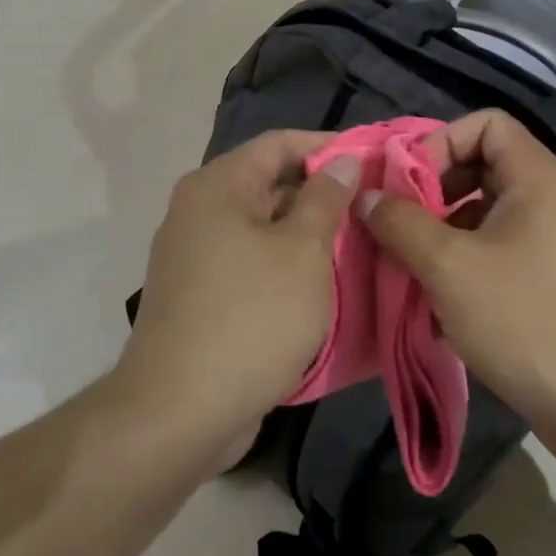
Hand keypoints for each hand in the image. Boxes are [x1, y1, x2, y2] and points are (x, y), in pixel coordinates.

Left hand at [119, 131, 361, 438]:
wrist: (180, 412)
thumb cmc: (251, 318)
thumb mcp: (303, 252)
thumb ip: (326, 199)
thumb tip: (343, 160)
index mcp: (218, 187)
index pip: (280, 144)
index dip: (329, 146)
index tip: (375, 161)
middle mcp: (199, 211)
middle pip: (270, 183)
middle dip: (323, 194)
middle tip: (376, 207)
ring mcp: (196, 255)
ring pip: (263, 227)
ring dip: (308, 233)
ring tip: (361, 243)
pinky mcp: (201, 294)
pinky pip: (252, 262)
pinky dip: (286, 265)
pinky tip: (324, 282)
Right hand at [357, 109, 555, 459]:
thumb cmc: (526, 321)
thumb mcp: (450, 267)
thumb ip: (401, 223)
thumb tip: (366, 196)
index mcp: (536, 178)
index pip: (484, 123)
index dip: (439, 142)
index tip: (406, 186)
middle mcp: (549, 199)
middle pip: (479, 166)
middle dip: (431, 192)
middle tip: (395, 227)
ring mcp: (551, 241)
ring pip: (482, 214)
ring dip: (439, 234)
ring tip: (406, 267)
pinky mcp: (548, 279)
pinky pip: (495, 251)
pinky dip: (462, 265)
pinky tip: (435, 303)